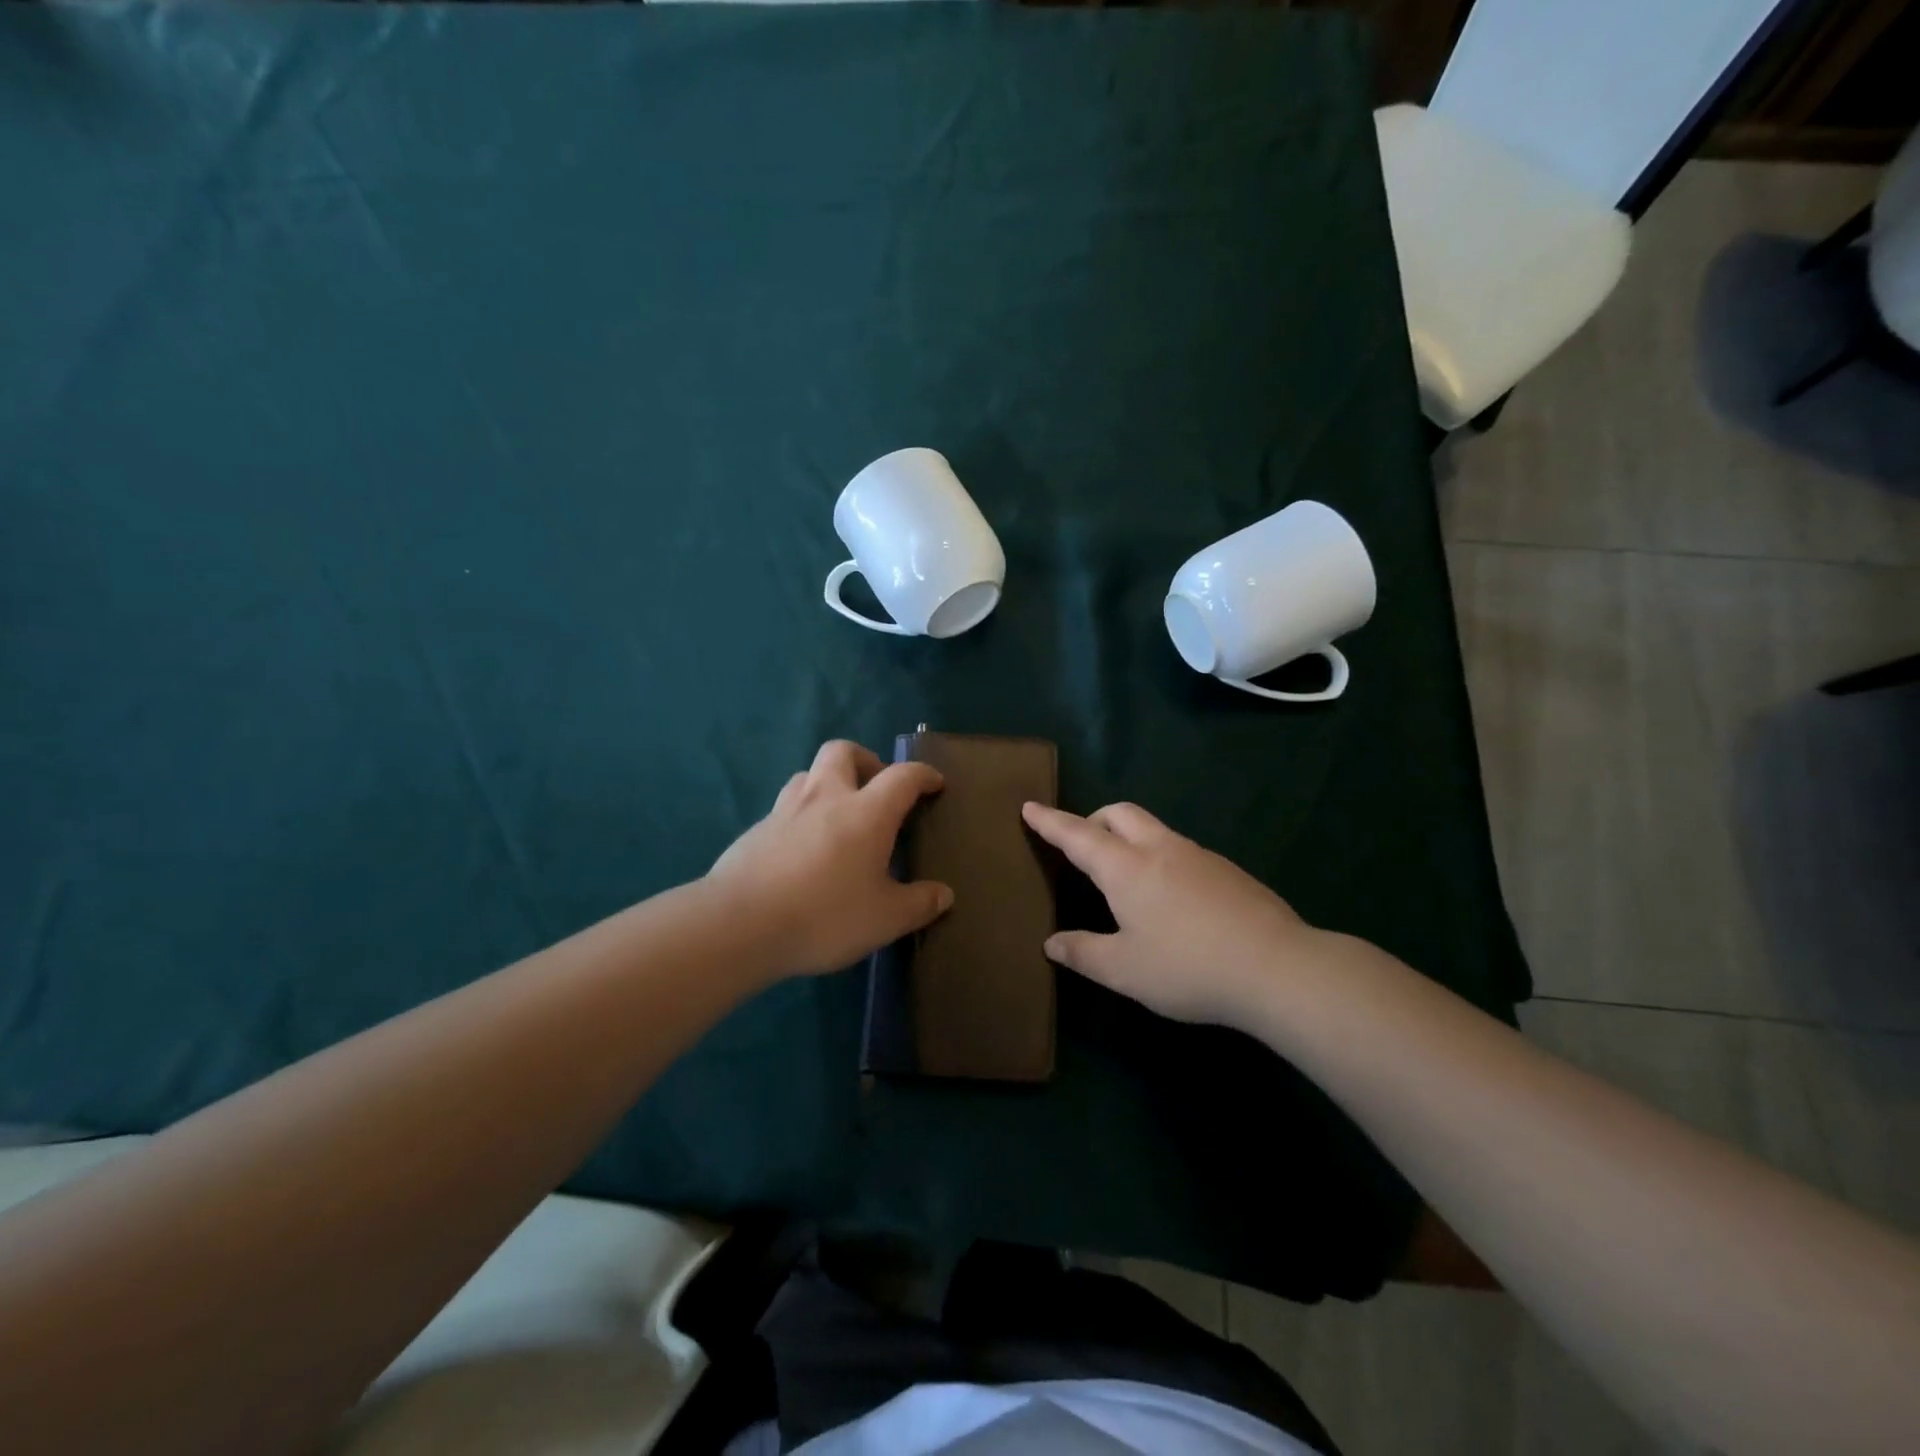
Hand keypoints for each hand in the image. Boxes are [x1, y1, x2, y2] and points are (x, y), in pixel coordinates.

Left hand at [709, 740, 951, 977]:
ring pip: (809, 774)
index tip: (934, 784)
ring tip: (839, 816)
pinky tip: (804, 850)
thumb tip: (943, 895)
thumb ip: (918, 904)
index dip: (923, 775)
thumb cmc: (824, 915)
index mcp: (866, 812)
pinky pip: (785, 807)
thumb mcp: (885, 919)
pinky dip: (802, 815)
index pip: (902, 777)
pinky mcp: (755, 831)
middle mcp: (825, 798)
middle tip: (877, 789)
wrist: (738, 925)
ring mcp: (784, 811)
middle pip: (843, 752)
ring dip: (829, 783)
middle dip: (866, 759)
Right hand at [1022, 800, 1325, 1029]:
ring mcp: (1198, 856)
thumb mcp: (1124, 971)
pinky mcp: (1227, 870)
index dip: (1050, 821)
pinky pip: (1179, 849)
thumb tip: (1052, 942)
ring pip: (1153, 828)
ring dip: (1128, 836)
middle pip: (1119, 813)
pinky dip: (1158, 857)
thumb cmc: (1188, 968)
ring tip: (1123, 875)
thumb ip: (1083, 953)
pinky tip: (1170, 898)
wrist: (1278, 967)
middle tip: (1080, 844)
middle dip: (1092, 819)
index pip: (1078, 835)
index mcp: (1127, 868)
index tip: (1029, 806)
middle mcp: (1160, 850)